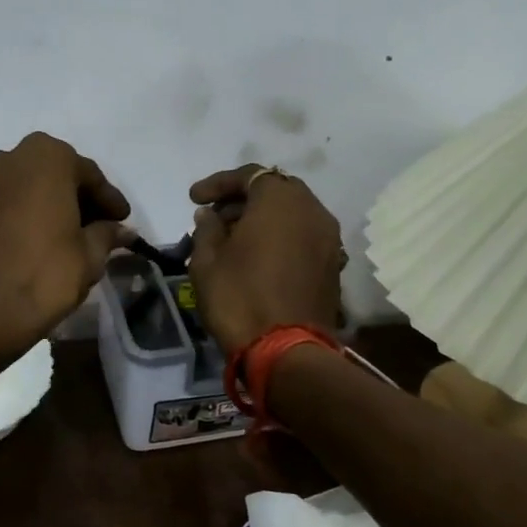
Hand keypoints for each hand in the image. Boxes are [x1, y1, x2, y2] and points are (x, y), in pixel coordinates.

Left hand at [0, 133, 131, 354]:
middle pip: (52, 174)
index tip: (122, 220)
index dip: (108, 200)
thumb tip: (122, 230)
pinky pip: (1, 205)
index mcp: (45, 156)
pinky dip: (20, 216)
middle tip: (97, 226)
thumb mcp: (90, 255)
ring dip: (45, 205)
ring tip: (64, 236)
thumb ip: (107, 234)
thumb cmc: (45, 274)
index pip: (88, 174)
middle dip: (75, 198)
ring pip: (23, 188)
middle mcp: (7, 158)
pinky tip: (33, 241)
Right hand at [187, 164, 345, 354]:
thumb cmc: (239, 298)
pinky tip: (258, 257)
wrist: (287, 351)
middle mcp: (312, 210)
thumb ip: (207, 229)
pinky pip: (303, 237)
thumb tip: (210, 215)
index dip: (218, 184)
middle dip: (243, 199)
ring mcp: (328, 238)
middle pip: (275, 191)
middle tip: (215, 217)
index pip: (249, 175)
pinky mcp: (332, 264)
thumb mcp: (206, 262)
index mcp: (280, 200)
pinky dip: (280, 238)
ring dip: (263, 219)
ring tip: (234, 239)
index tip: (194, 199)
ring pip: (292, 214)